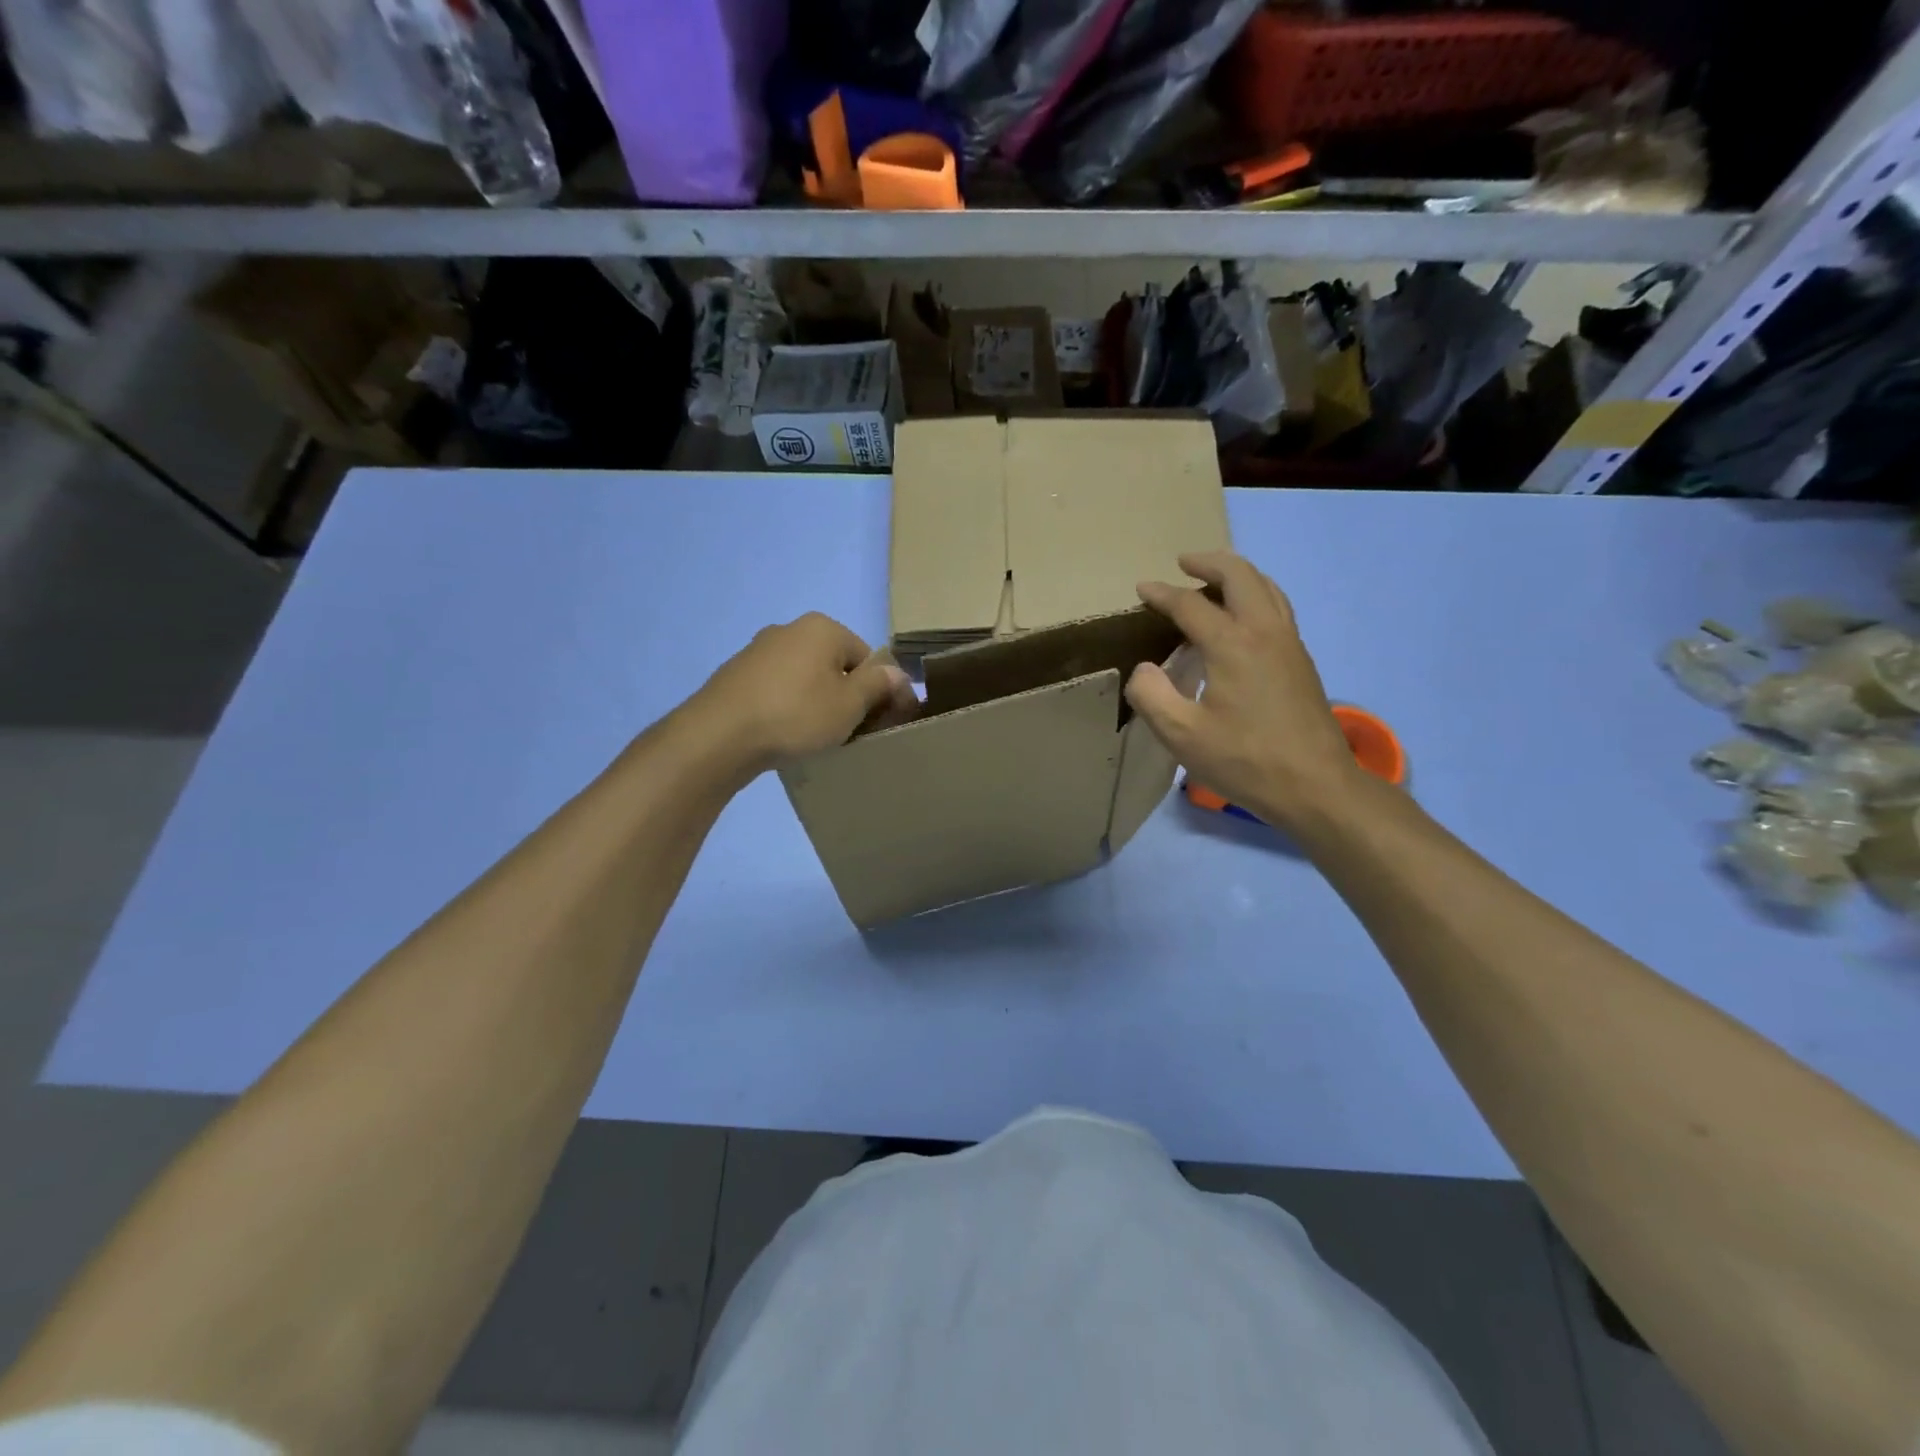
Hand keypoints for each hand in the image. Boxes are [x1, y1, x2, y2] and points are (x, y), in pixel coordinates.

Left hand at [689, 613, 915, 771]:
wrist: (719, 736)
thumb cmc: (796, 715)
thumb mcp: (850, 704)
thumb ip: (879, 685)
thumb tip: (897, 673)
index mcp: (823, 628)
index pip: (868, 657)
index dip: (880, 691)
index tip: (880, 723)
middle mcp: (790, 629)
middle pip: (836, 665)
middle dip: (847, 696)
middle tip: (850, 732)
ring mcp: (759, 650)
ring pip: (806, 678)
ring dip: (816, 703)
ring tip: (815, 737)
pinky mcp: (736, 675)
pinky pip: (778, 689)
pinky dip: (788, 707)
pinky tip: (784, 733)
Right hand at [1129, 552, 1363, 831]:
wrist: (1315, 786)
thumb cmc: (1245, 760)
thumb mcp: (1182, 735)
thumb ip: (1151, 695)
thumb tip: (1145, 669)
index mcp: (1232, 644)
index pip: (1191, 605)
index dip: (1162, 595)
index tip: (1142, 590)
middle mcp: (1264, 631)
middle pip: (1240, 575)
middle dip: (1209, 563)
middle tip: (1183, 564)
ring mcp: (1289, 643)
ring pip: (1266, 587)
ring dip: (1237, 574)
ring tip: (1213, 580)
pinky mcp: (1301, 660)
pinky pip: (1277, 607)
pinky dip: (1255, 594)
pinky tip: (1243, 617)